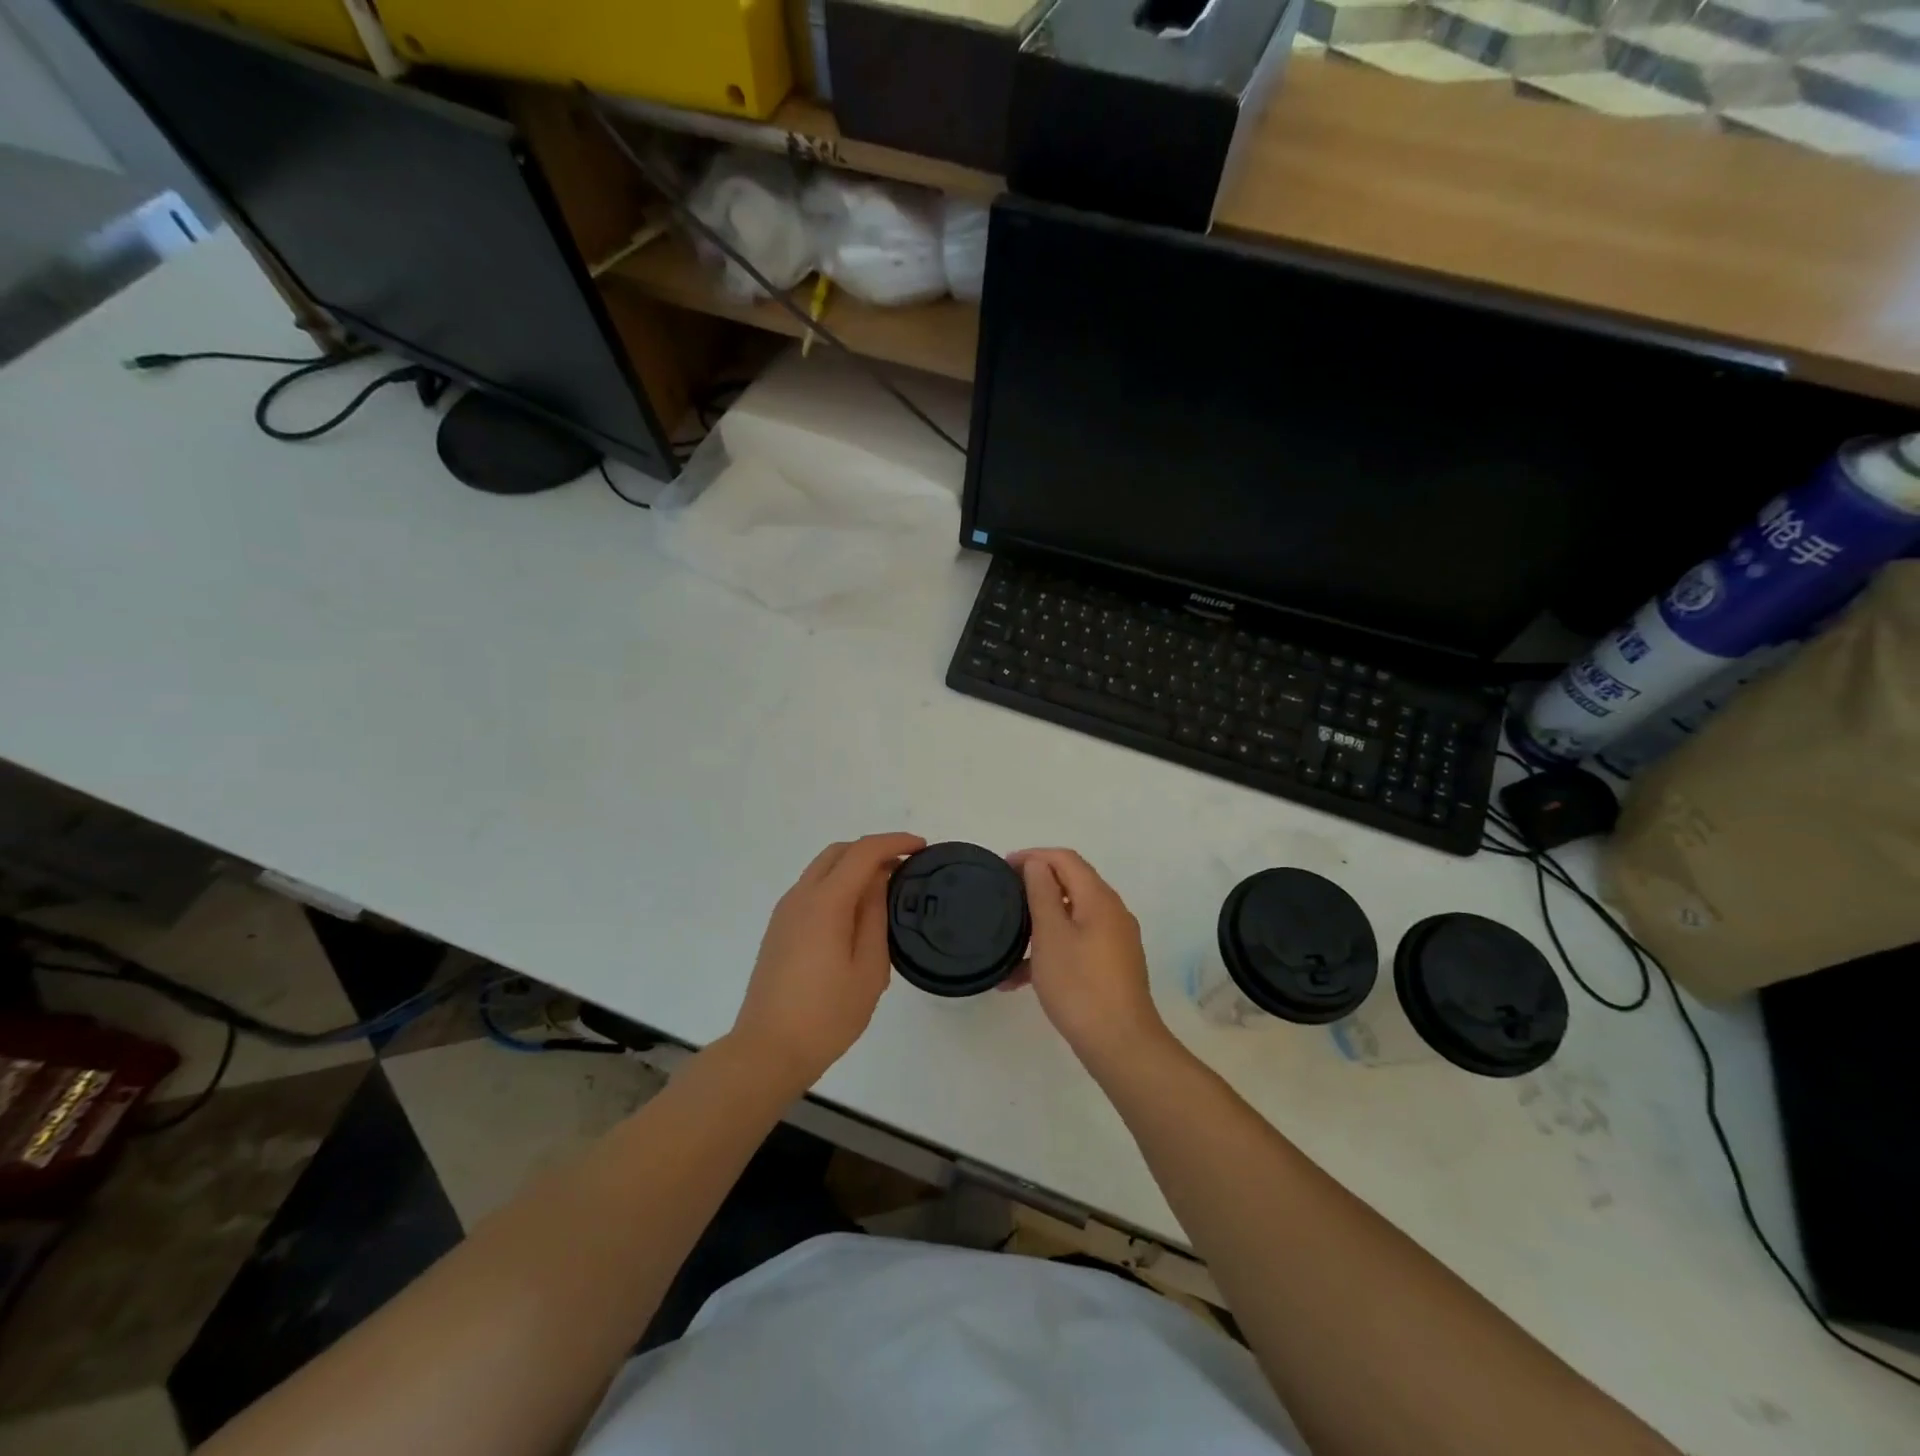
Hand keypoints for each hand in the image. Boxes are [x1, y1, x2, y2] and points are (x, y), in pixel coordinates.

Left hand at [731, 833, 924, 1089]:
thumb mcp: (868, 969)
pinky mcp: (779, 929)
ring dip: (854, 866)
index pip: (863, 852)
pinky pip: (812, 889)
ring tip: (886, 888)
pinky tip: (856, 911)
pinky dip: (838, 884)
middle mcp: (800, 897)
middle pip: (839, 852)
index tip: (922, 848)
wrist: (767, 1051)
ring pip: (822, 869)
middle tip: (905, 867)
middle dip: (874, 850)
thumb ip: (875, 917)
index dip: (895, 843)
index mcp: (825, 903)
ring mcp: (785, 912)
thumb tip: (879, 882)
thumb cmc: (826, 1015)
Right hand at [1009, 848, 1170, 1074]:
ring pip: (1071, 918)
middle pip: (1070, 885)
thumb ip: (1042, 893)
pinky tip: (1020, 979)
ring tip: (1007, 942)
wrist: (1120, 1044)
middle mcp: (1112, 912)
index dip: (1034, 856)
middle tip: (1003, 897)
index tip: (1003, 867)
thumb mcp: (1051, 935)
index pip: (1066, 859)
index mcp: (1099, 898)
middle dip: (1035, 887)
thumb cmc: (1079, 984)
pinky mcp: (1112, 966)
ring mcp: (1115, 941)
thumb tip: (1037, 863)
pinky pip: (1077, 944)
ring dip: (1039, 924)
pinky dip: (1051, 950)